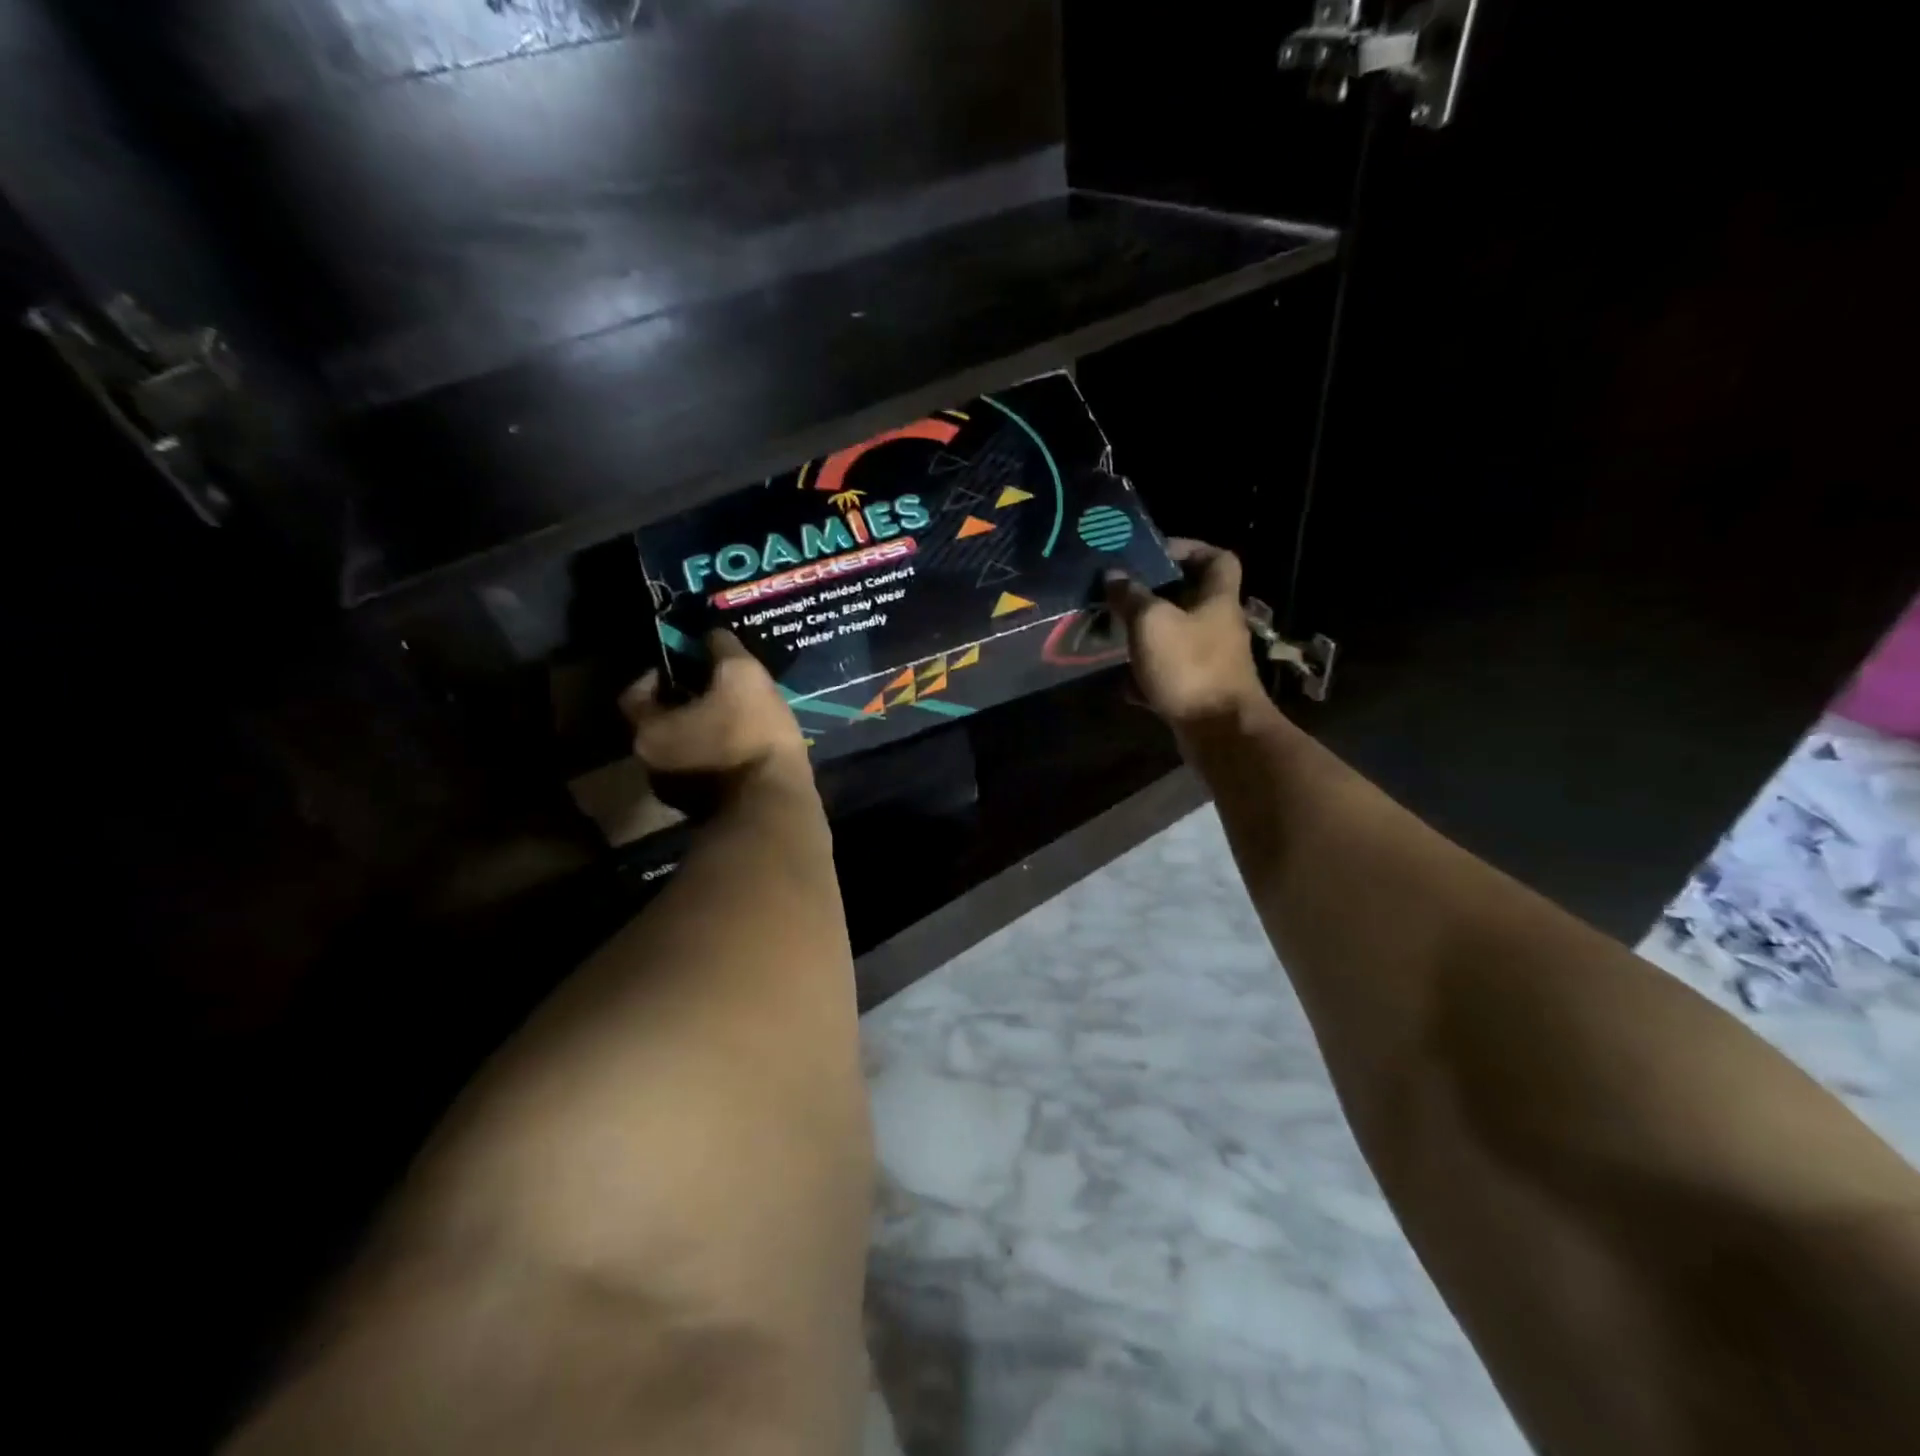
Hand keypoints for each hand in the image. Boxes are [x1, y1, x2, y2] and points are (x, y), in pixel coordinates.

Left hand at [619, 631, 810, 790]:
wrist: (775, 806)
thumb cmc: (750, 735)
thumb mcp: (742, 676)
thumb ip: (722, 649)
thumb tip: (713, 635)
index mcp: (648, 731)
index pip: (635, 693)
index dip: (660, 674)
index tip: (689, 665)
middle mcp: (651, 765)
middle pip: (659, 723)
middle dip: (685, 705)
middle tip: (717, 690)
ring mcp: (676, 794)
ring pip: (683, 751)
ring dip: (702, 734)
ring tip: (737, 719)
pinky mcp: (705, 812)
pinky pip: (705, 773)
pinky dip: (718, 759)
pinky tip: (747, 750)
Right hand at [1105, 538, 1269, 730]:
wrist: (1219, 732)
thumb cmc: (1190, 666)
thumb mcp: (1151, 623)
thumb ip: (1131, 596)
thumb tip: (1114, 575)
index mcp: (1217, 600)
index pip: (1218, 558)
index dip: (1190, 548)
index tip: (1155, 554)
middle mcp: (1219, 626)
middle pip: (1192, 599)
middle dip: (1157, 596)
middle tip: (1124, 596)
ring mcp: (1212, 661)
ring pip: (1177, 638)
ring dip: (1148, 637)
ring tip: (1117, 636)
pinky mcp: (1200, 692)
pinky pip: (1170, 674)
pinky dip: (1148, 676)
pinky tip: (1124, 683)